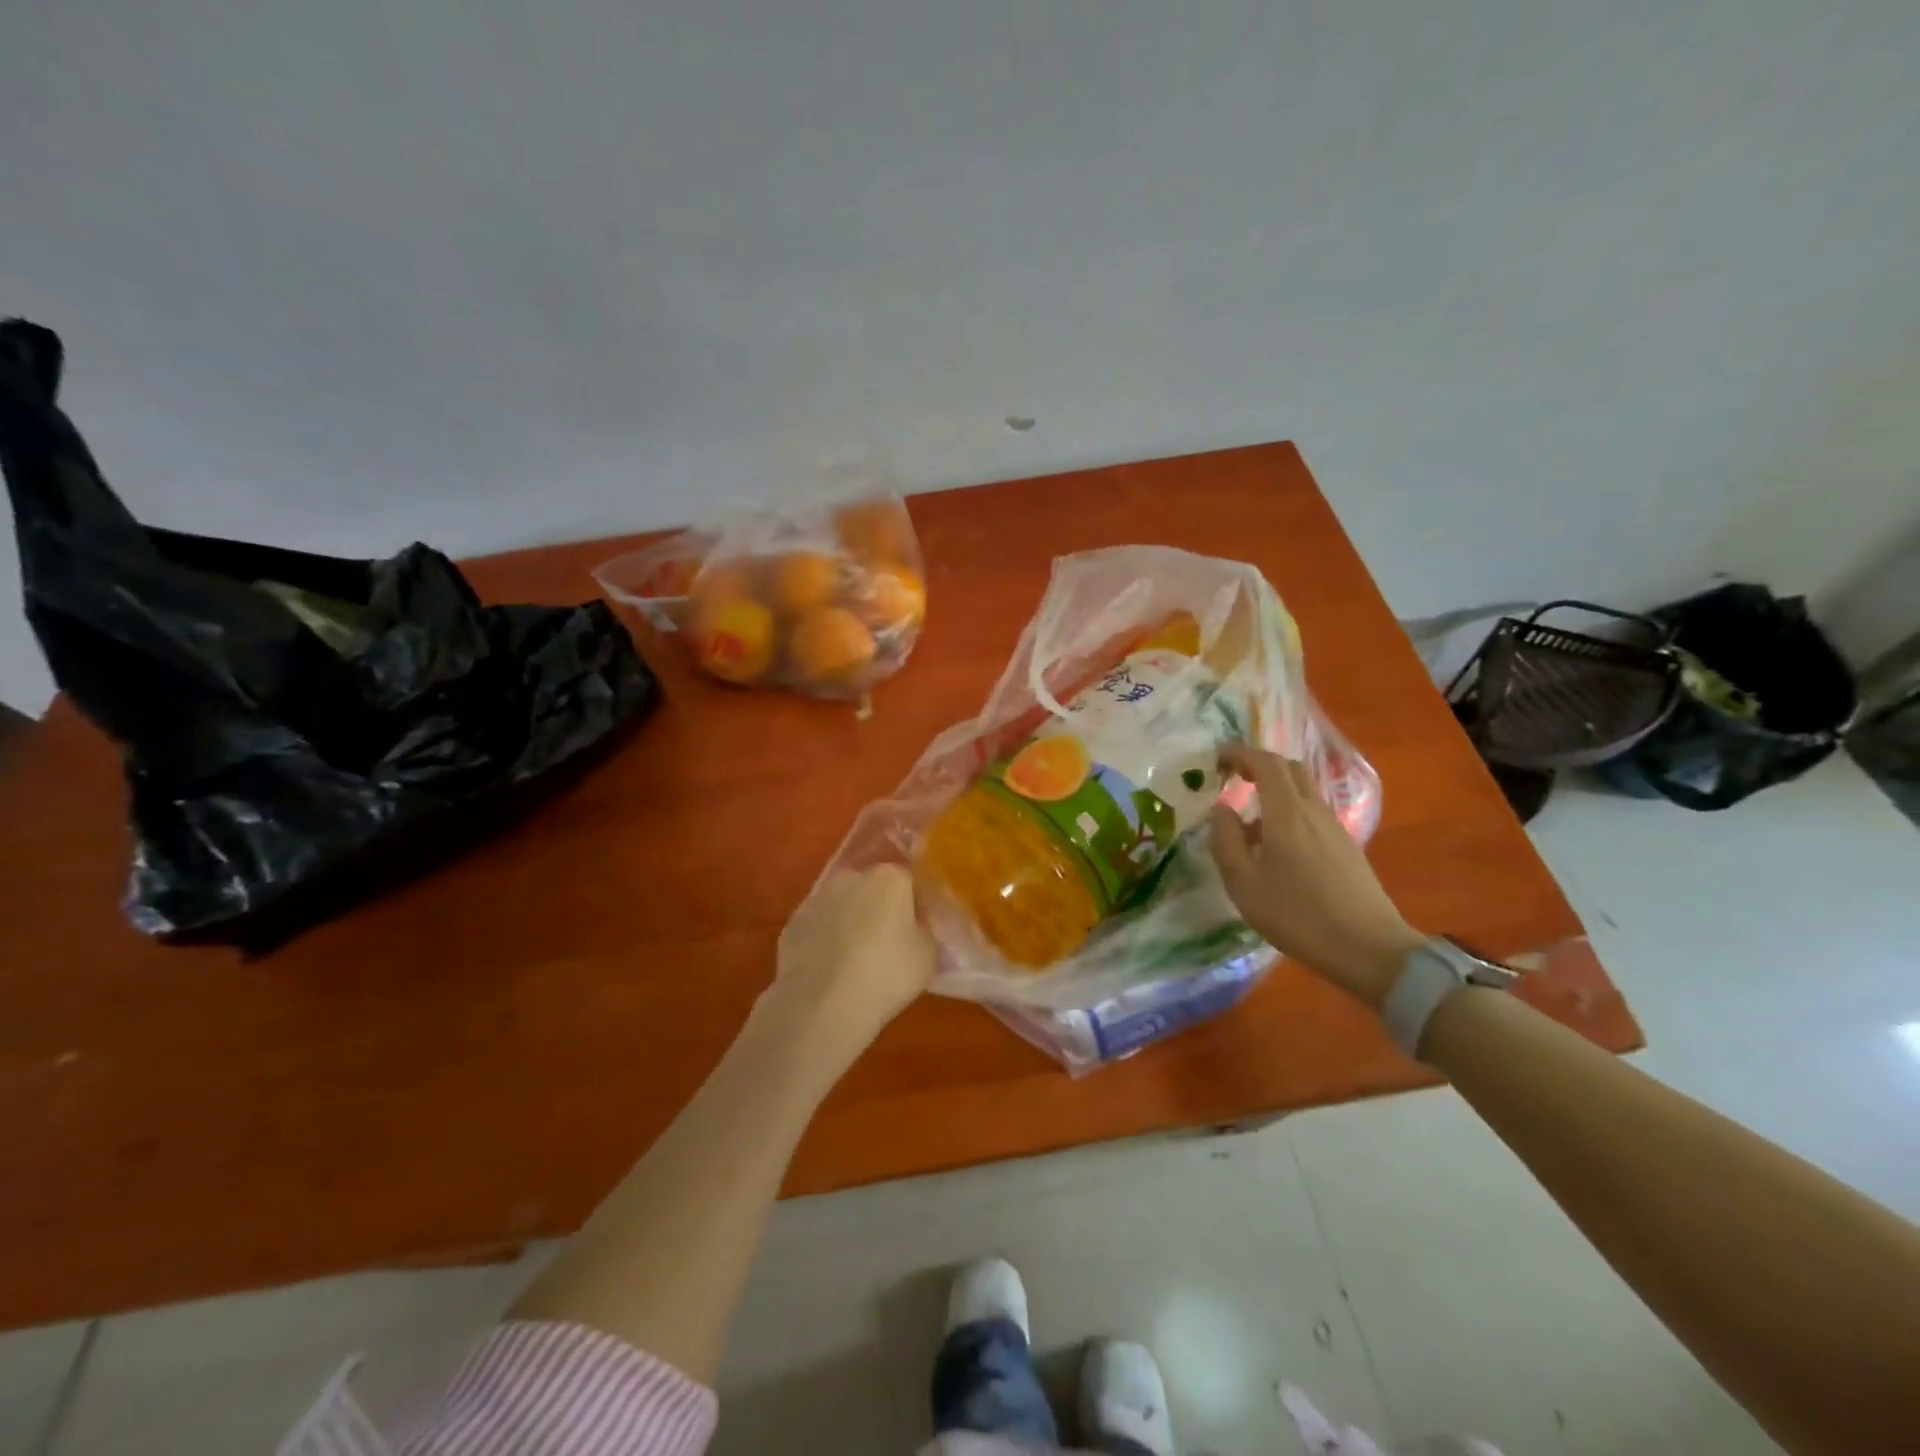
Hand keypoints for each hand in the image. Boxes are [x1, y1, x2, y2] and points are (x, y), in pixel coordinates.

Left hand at [769, 863, 937, 1066]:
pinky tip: (830, 969)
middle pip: (874, 888)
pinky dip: (826, 940)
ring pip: (843, 905)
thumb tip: (914, 923)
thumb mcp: (928, 954)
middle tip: (887, 945)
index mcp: (890, 878)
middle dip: (880, 909)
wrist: (822, 1004)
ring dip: (851, 922)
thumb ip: (924, 929)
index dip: (915, 906)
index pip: (909, 881)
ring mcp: (818, 897)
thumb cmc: (886, 975)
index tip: (916, 932)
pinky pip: (819, 926)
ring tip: (855, 961)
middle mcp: (852, 876)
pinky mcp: (793, 922)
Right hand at [1210, 744, 1422, 1007]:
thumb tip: (1222, 809)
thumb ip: (1226, 840)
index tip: (1217, 760)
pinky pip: (1312, 814)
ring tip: (1250, 824)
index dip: (1239, 754)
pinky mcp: (1346, 847)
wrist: (1368, 948)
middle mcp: (1314, 810)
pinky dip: (1289, 814)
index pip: (1265, 763)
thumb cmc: (1296, 915)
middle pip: (1289, 769)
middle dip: (1259, 765)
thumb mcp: (1243, 883)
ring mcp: (1335, 827)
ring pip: (1303, 792)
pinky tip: (1278, 849)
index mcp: (1286, 812)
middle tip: (1234, 778)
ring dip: (1275, 792)